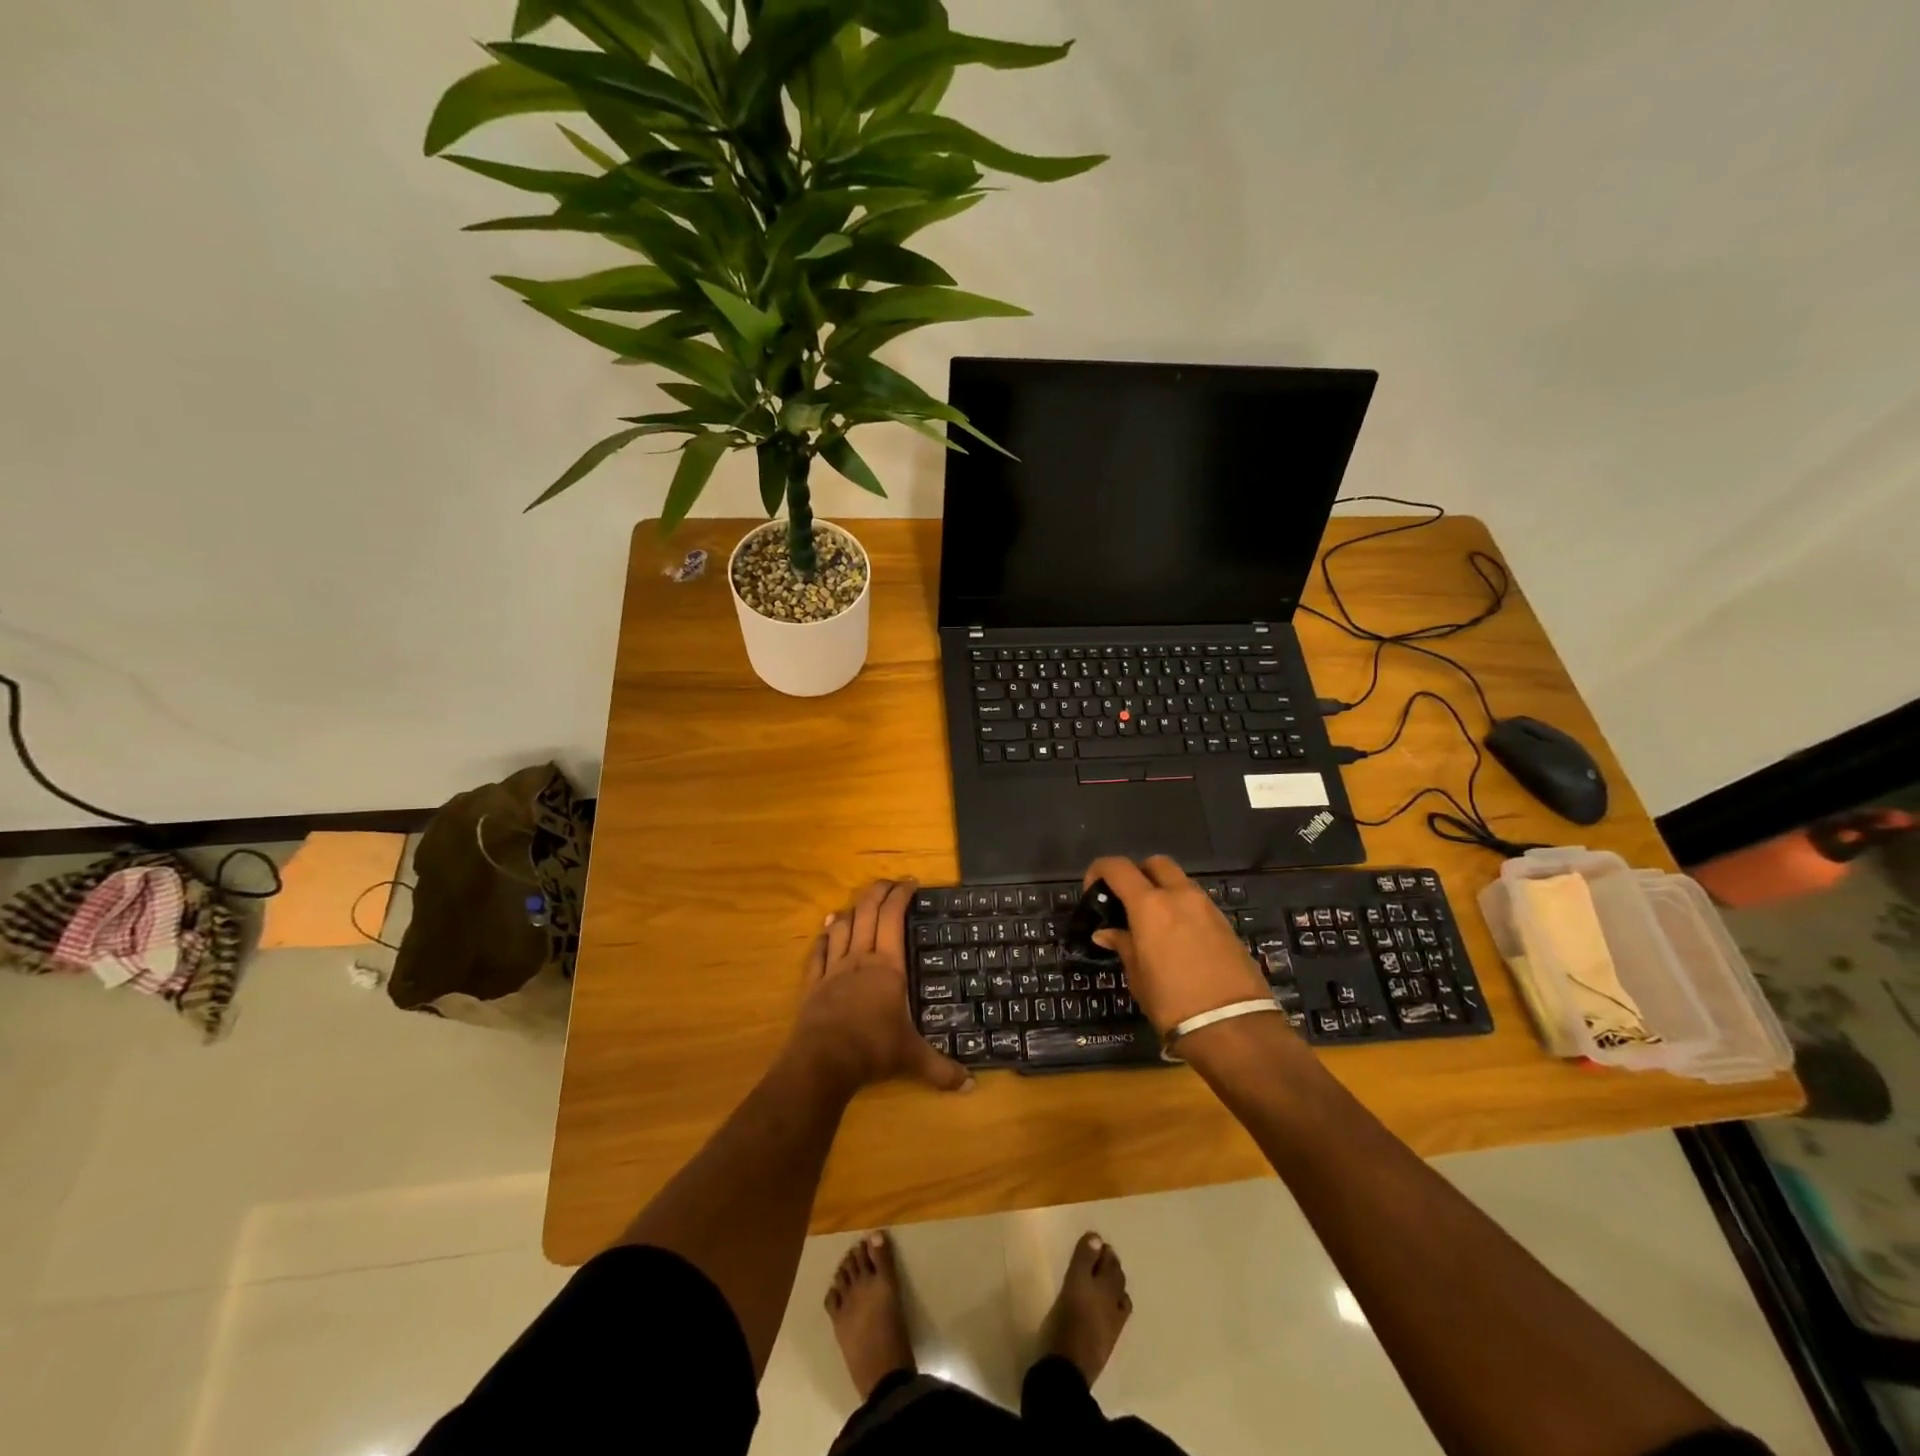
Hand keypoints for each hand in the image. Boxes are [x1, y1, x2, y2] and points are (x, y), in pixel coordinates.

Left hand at [787, 879, 971, 1095]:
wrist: (823, 1061)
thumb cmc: (873, 1050)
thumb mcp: (913, 1059)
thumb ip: (942, 1070)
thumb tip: (973, 1086)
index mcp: (888, 966)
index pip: (893, 917)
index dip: (901, 895)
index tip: (911, 883)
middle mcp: (860, 959)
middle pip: (866, 912)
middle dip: (878, 892)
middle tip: (889, 883)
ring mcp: (833, 969)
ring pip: (840, 927)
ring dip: (850, 911)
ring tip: (858, 905)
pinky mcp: (813, 984)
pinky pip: (817, 952)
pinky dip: (823, 937)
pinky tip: (825, 931)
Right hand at [1083, 855, 1274, 1035]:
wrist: (1234, 1027)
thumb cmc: (1172, 1002)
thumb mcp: (1138, 976)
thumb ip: (1123, 945)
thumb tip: (1107, 933)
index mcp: (1150, 905)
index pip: (1118, 867)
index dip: (1099, 871)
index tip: (1093, 890)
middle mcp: (1180, 896)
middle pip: (1155, 863)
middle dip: (1138, 873)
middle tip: (1126, 900)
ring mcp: (1207, 908)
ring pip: (1180, 881)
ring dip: (1163, 890)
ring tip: (1152, 923)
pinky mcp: (1226, 924)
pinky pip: (1197, 903)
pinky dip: (1182, 908)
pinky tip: (1176, 937)